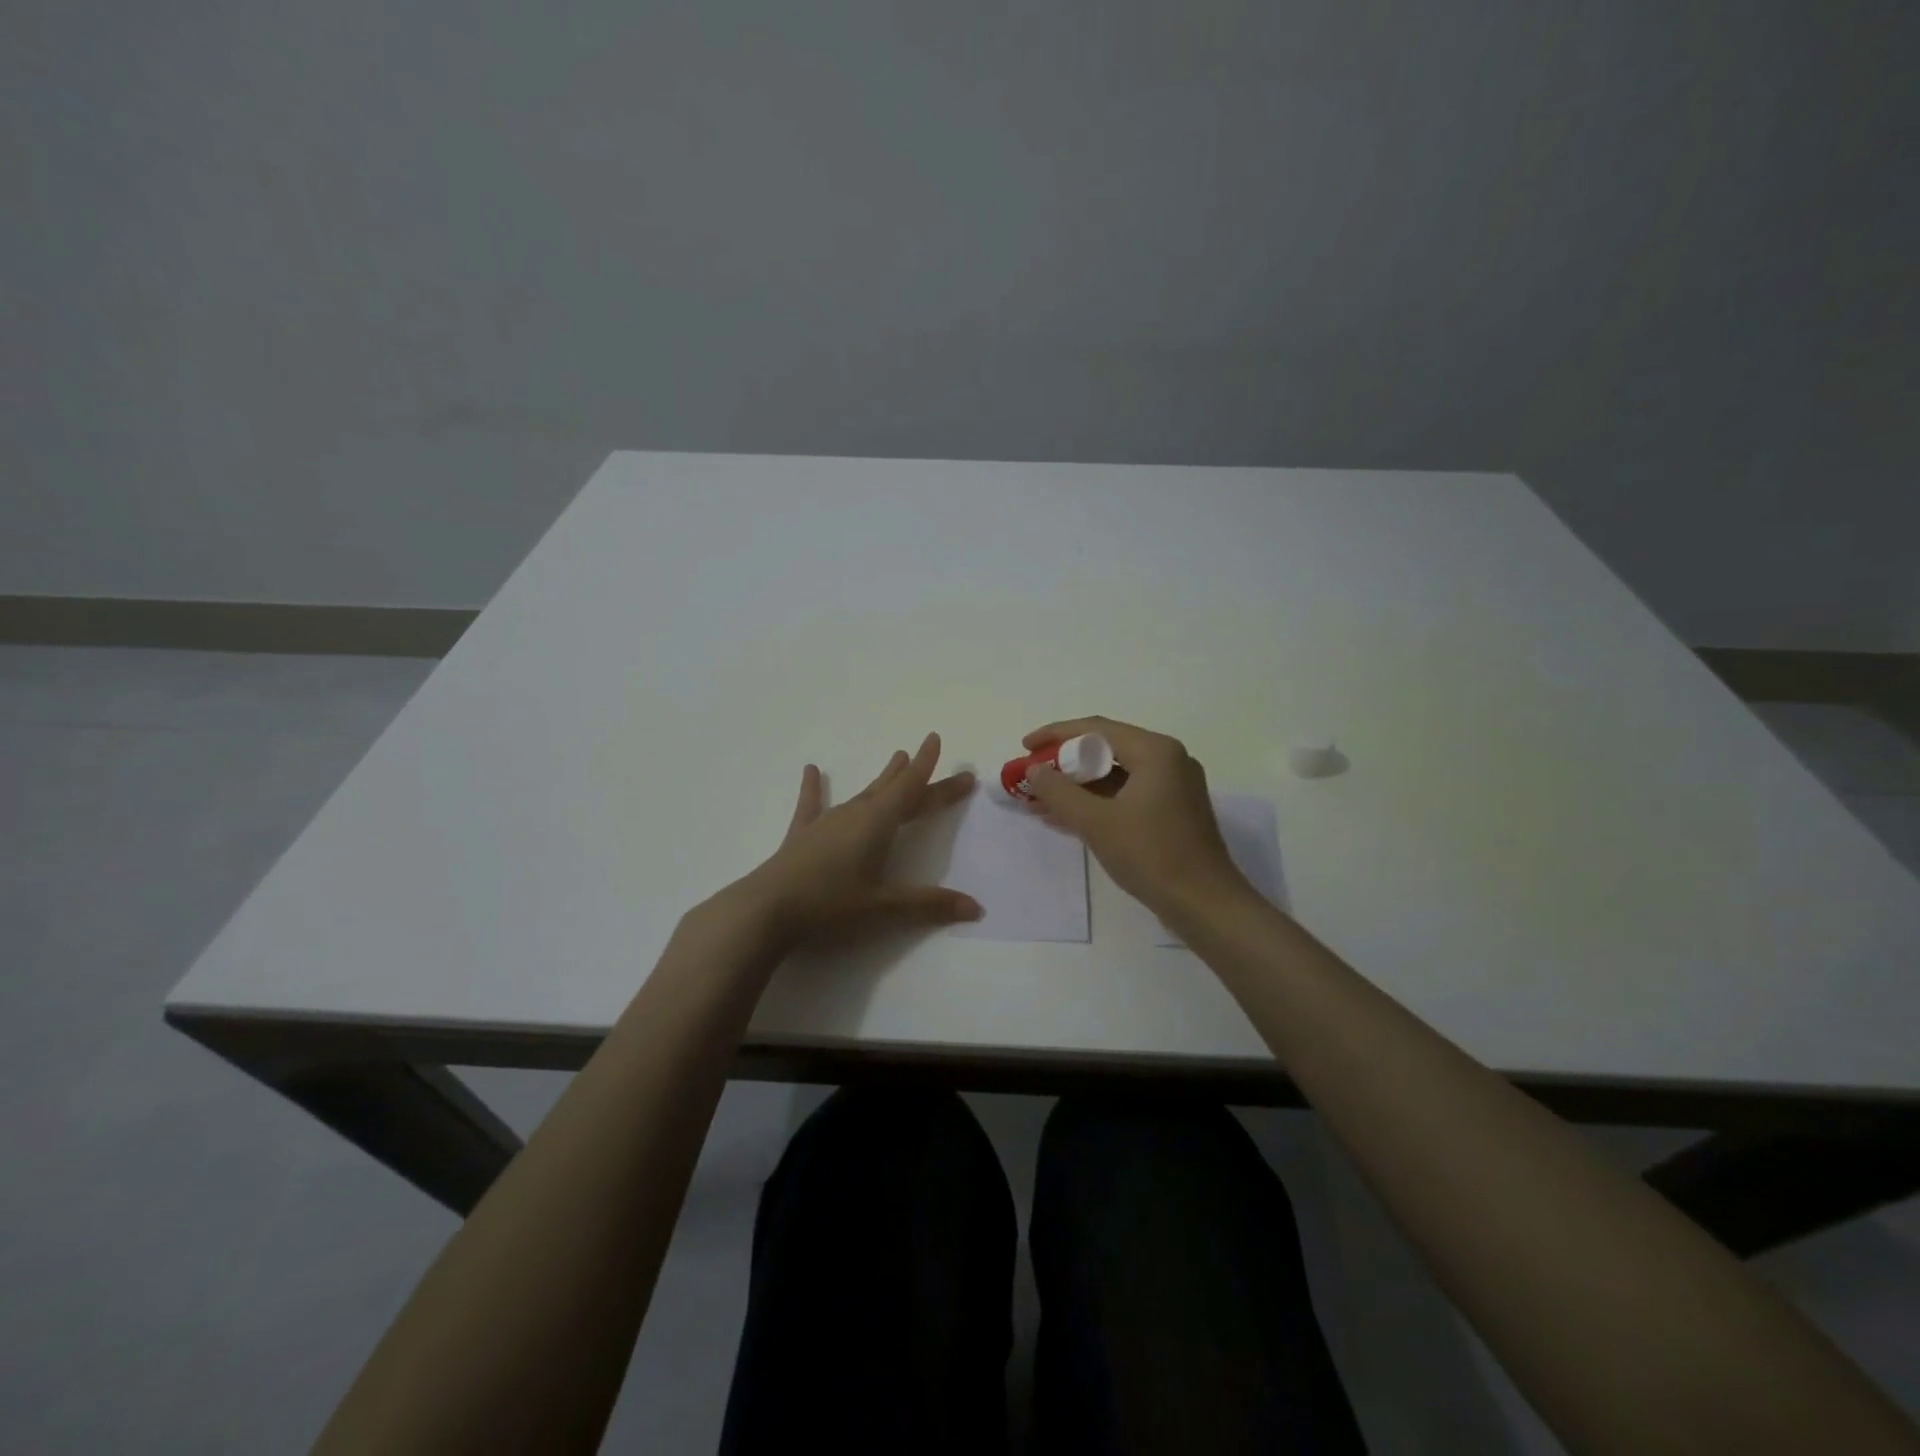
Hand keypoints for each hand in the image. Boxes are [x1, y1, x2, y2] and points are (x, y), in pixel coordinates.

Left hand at [746, 732, 982, 946]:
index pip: (912, 790)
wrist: (766, 910)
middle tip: (934, 757)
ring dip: (882, 778)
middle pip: (894, 790)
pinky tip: (812, 770)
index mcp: (877, 824)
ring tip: (896, 758)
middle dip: (918, 776)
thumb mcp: (883, 907)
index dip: (930, 769)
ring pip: (862, 793)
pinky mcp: (802, 835)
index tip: (938, 740)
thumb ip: (929, 905)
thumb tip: (976, 907)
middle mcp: (855, 814)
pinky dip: (815, 788)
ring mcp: (826, 822)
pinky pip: (813, 804)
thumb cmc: (830, 905)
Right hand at [1022, 716, 1249, 917]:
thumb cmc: (1151, 855)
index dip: (1055, 735)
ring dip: (1077, 786)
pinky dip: (1096, 802)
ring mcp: (1173, 786)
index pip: (1096, 728)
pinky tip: (1066, 817)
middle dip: (1064, 763)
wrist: (1205, 905)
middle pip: (1106, 749)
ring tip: (1039, 800)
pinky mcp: (1172, 811)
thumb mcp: (1096, 822)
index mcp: (1155, 751)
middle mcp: (1168, 760)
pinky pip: (1125, 795)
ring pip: (1114, 775)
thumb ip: (1059, 792)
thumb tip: (1033, 770)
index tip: (1025, 747)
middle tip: (1031, 776)